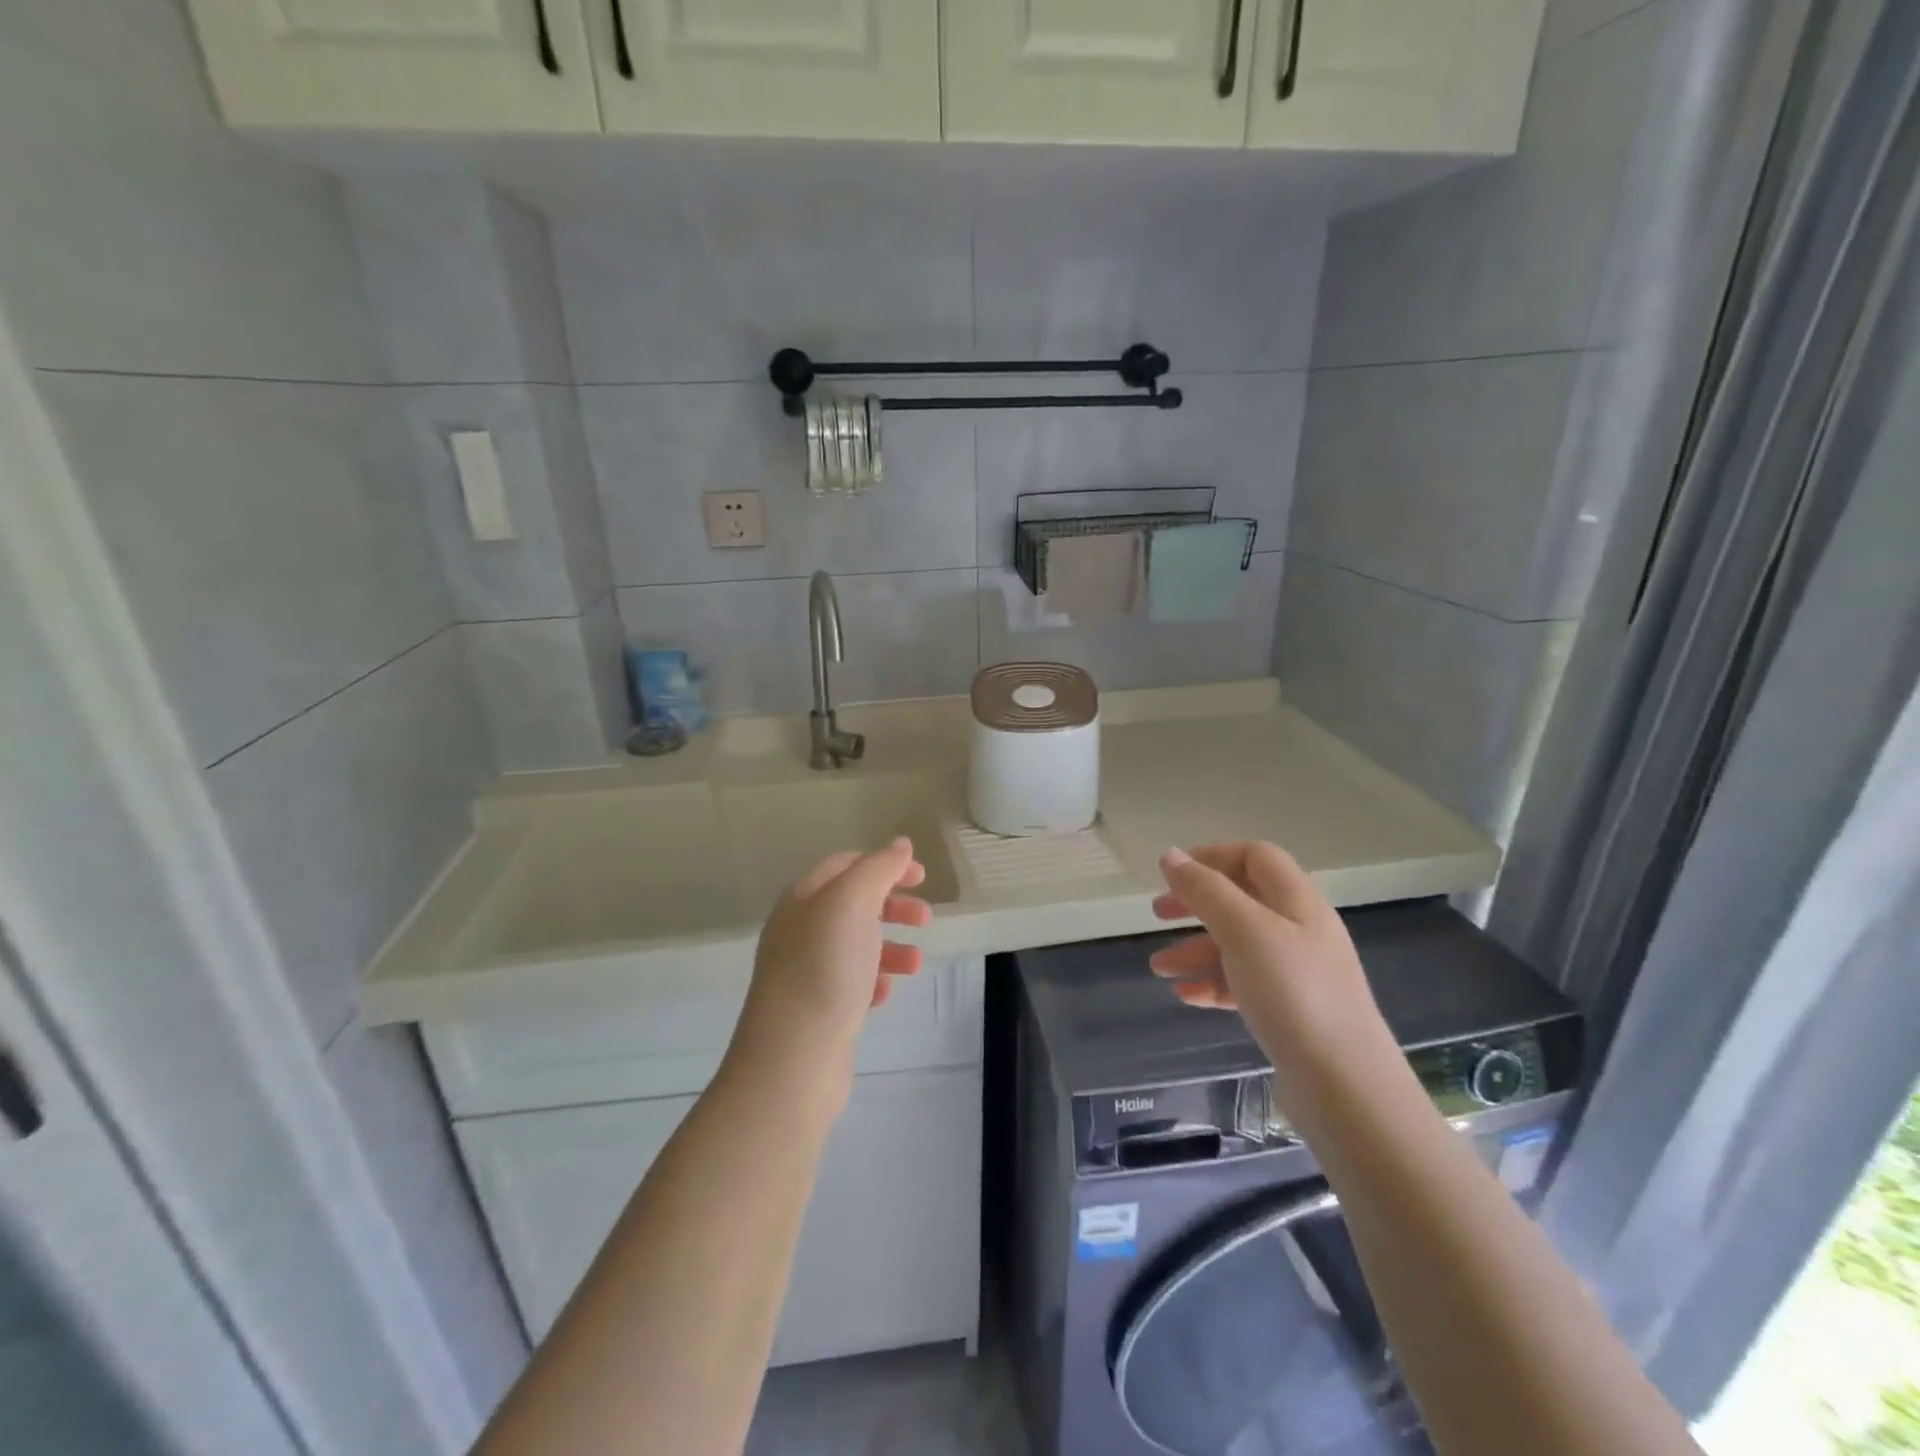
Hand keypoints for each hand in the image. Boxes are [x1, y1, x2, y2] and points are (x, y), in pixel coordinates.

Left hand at [732, 838, 931, 1074]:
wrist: (792, 1059)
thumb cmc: (824, 969)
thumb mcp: (852, 903)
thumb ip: (878, 869)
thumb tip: (900, 845)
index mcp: (802, 899)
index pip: (845, 865)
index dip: (885, 864)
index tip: (922, 876)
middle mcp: (798, 930)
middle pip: (853, 905)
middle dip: (892, 907)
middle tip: (926, 920)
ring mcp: (804, 971)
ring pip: (855, 945)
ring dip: (890, 947)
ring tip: (916, 964)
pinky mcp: (815, 1009)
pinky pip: (850, 982)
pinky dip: (873, 980)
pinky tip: (884, 994)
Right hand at [1149, 842, 1391, 1082]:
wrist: (1346, 1088)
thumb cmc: (1293, 995)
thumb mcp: (1244, 931)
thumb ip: (1206, 890)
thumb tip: (1171, 855)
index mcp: (1297, 902)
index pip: (1255, 856)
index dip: (1212, 856)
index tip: (1172, 874)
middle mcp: (1301, 931)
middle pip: (1242, 900)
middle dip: (1196, 904)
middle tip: (1157, 915)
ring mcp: (1299, 973)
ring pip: (1238, 945)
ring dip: (1195, 950)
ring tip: (1159, 969)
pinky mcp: (1292, 1012)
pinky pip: (1244, 984)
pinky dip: (1213, 983)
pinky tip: (1188, 997)